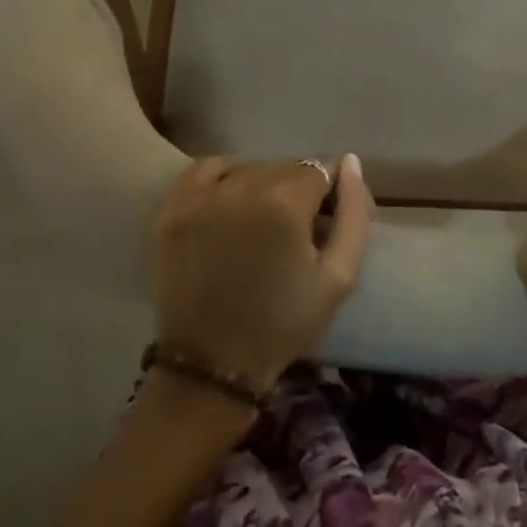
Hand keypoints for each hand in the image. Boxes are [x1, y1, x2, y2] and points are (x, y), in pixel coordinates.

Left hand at [150, 155, 373, 390]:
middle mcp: (241, 187)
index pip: (320, 169)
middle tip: (294, 228)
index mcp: (285, 203)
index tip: (324, 221)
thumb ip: (354, 215)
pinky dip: (224, 177)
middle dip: (298, 189)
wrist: (212, 364)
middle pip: (285, 166)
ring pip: (248, 167)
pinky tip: (231, 201)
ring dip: (263, 184)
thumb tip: (350, 162)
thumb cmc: (283, 323)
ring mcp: (201, 195)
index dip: (329, 193)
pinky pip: (206, 169)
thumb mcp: (339, 277)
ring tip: (262, 221)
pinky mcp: (172, 208)